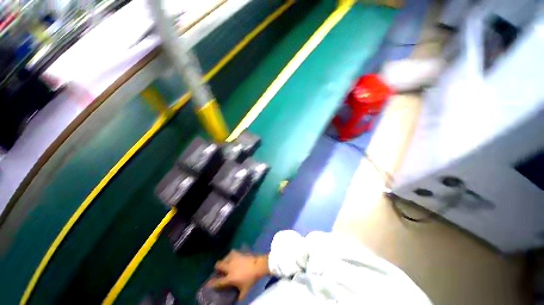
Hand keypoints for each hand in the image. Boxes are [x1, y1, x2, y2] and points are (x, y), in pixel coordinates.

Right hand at [207, 250, 269, 300]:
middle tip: (219, 270)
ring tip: (226, 263)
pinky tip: (233, 257)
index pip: (218, 282)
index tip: (209, 283)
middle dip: (217, 268)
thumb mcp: (245, 291)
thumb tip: (237, 300)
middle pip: (219, 265)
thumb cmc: (251, 279)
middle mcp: (229, 267)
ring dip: (224, 261)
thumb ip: (239, 296)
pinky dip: (230, 255)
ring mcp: (234, 259)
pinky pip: (232, 252)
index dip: (212, 283)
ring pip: (225, 258)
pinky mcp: (239, 253)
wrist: (258, 266)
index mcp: (230, 278)